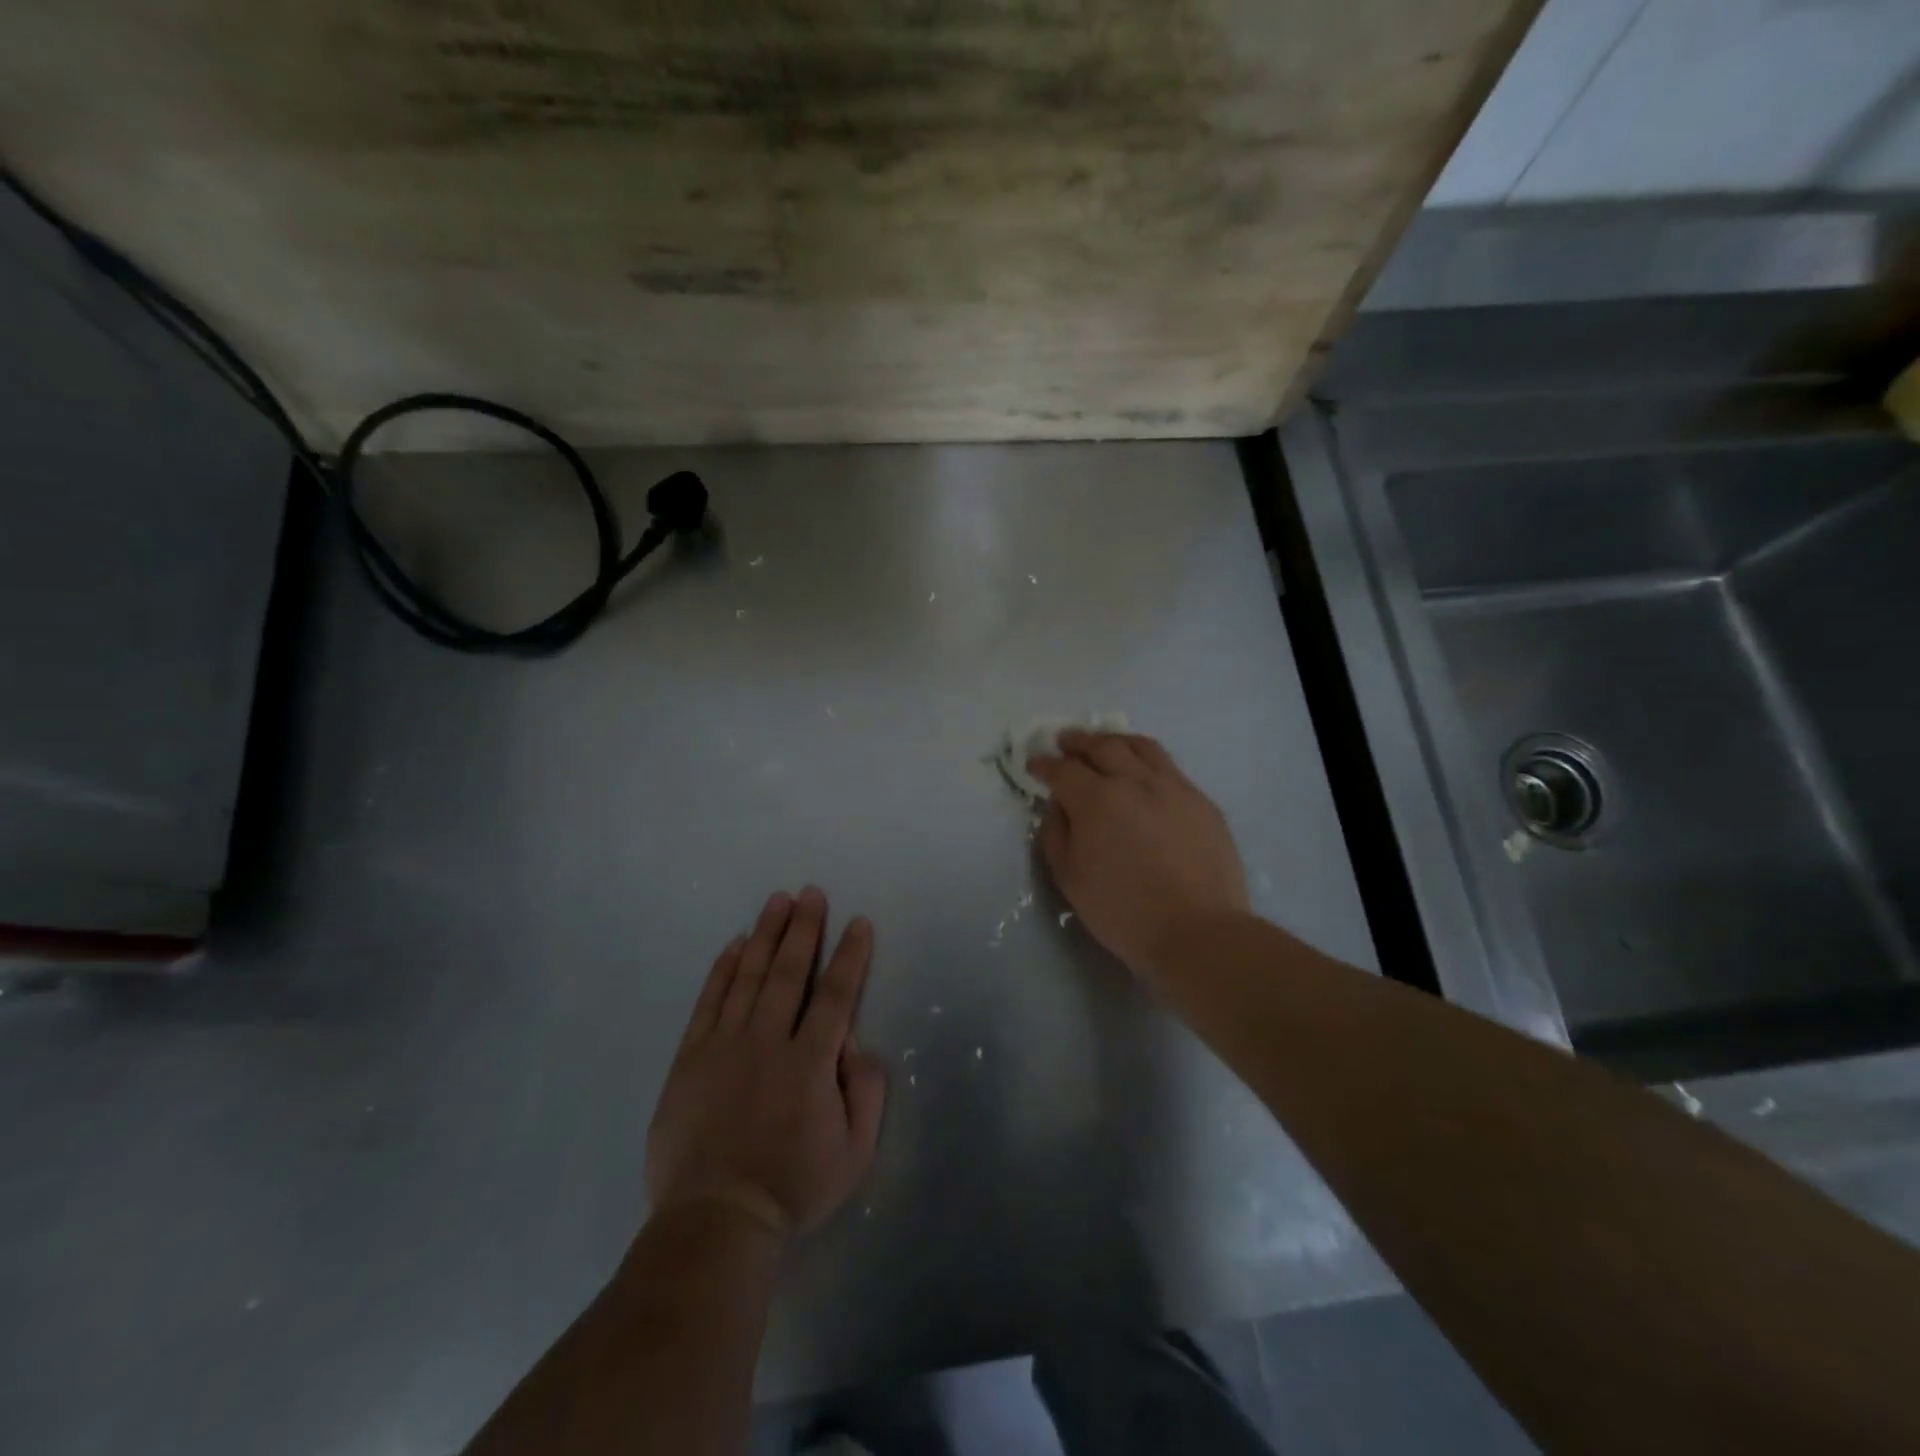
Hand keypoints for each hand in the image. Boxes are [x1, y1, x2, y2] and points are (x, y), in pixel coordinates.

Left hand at [645, 888, 886, 1240]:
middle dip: (804, 928)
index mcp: (811, 1063)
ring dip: (766, 935)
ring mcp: (724, 1046)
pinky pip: (709, 1001)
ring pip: (749, 976)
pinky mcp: (690, 1058)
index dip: (850, 955)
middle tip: (811, 893)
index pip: (836, 995)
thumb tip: (853, 1043)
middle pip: (789, 972)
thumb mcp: (855, 1150)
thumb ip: (866, 1090)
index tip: (858, 922)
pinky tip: (735, 945)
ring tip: (778, 901)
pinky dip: (723, 969)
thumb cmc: (793, 1187)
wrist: (715, 1220)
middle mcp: (768, 1042)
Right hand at [1031, 731, 1249, 981]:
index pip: (1064, 769)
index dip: (1045, 764)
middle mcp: (1135, 781)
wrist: (1198, 932)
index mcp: (1097, 800)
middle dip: (1078, 741)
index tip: (1035, 763)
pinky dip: (1147, 761)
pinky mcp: (1202, 802)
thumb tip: (1058, 807)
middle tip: (1065, 740)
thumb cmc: (1123, 911)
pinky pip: (1169, 768)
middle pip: (1103, 746)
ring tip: (1105, 743)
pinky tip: (1144, 773)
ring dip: (1115, 740)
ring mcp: (1174, 787)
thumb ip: (1056, 835)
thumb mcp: (1070, 879)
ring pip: (1141, 747)